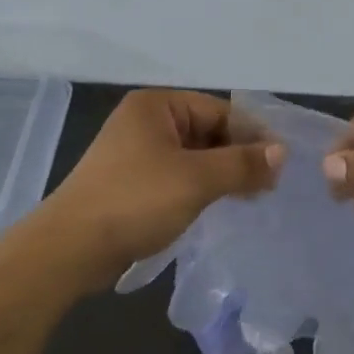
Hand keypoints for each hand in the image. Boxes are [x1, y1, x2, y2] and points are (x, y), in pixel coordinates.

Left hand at [45, 90, 284, 283]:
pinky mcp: (132, 183)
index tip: (281, 164)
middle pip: (207, 132)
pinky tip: (219, 207)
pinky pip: (177, 177)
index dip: (252, 135)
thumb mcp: (196, 179)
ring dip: (222, 175)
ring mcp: (135, 153)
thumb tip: (281, 153)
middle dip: (238, 157)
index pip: (219, 110)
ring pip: (194, 157)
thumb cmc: (136, 201)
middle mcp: (145, 122)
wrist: (72, 247)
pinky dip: (200, 188)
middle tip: (269, 186)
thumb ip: (242, 163)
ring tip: (250, 198)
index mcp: (156, 106)